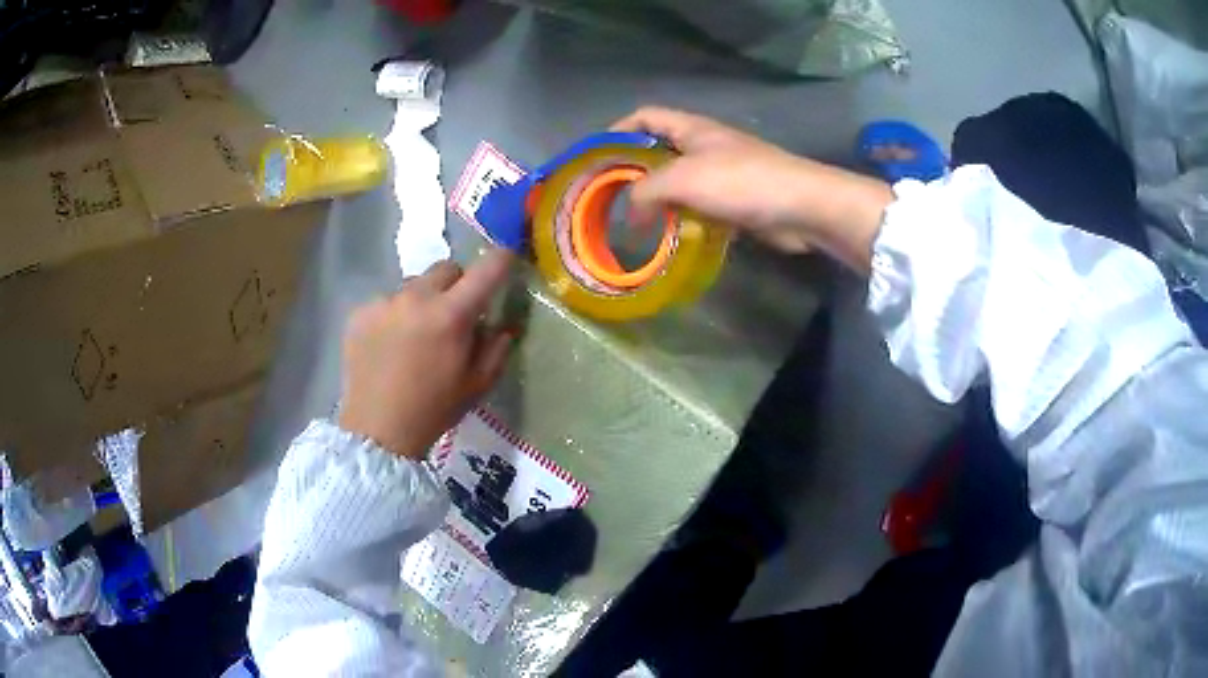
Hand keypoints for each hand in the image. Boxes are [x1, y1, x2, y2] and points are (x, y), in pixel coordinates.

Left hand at [339, 251, 513, 459]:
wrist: (378, 430)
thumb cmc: (434, 410)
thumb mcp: (478, 383)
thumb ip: (497, 346)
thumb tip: (502, 323)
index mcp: (451, 315)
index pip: (486, 269)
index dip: (501, 260)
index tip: (506, 260)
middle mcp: (416, 298)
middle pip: (446, 268)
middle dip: (457, 285)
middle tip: (454, 314)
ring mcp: (384, 302)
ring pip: (414, 285)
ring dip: (423, 300)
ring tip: (415, 334)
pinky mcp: (360, 312)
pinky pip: (387, 301)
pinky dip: (395, 315)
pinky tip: (390, 345)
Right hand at [612, 107, 893, 272]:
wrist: (802, 206)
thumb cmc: (740, 181)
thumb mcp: (683, 179)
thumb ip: (646, 189)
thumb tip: (629, 211)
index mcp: (692, 129)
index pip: (646, 116)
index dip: (619, 130)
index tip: (598, 156)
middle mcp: (706, 145)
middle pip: (661, 151)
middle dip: (636, 172)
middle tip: (612, 199)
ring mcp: (724, 173)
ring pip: (681, 183)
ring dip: (660, 201)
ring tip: (638, 224)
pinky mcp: (738, 201)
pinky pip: (701, 206)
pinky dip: (685, 218)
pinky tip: (673, 236)